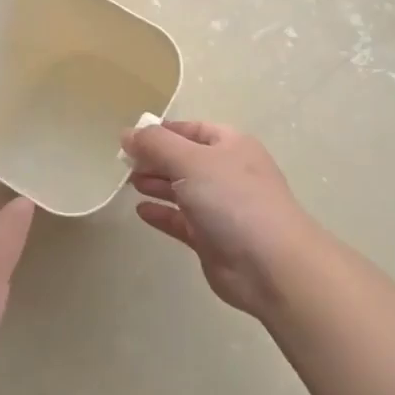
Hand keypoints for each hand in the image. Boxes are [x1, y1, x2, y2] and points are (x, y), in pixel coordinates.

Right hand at [122, 121, 325, 318]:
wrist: (270, 265)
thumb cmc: (232, 199)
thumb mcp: (190, 161)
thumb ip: (155, 144)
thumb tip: (127, 133)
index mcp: (231, 146)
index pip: (192, 130)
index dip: (163, 131)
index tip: (132, 138)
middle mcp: (227, 173)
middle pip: (185, 159)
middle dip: (155, 159)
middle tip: (124, 163)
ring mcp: (221, 208)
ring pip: (182, 190)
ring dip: (156, 184)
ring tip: (128, 183)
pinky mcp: (212, 239)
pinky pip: (181, 221)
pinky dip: (162, 214)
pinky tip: (141, 211)